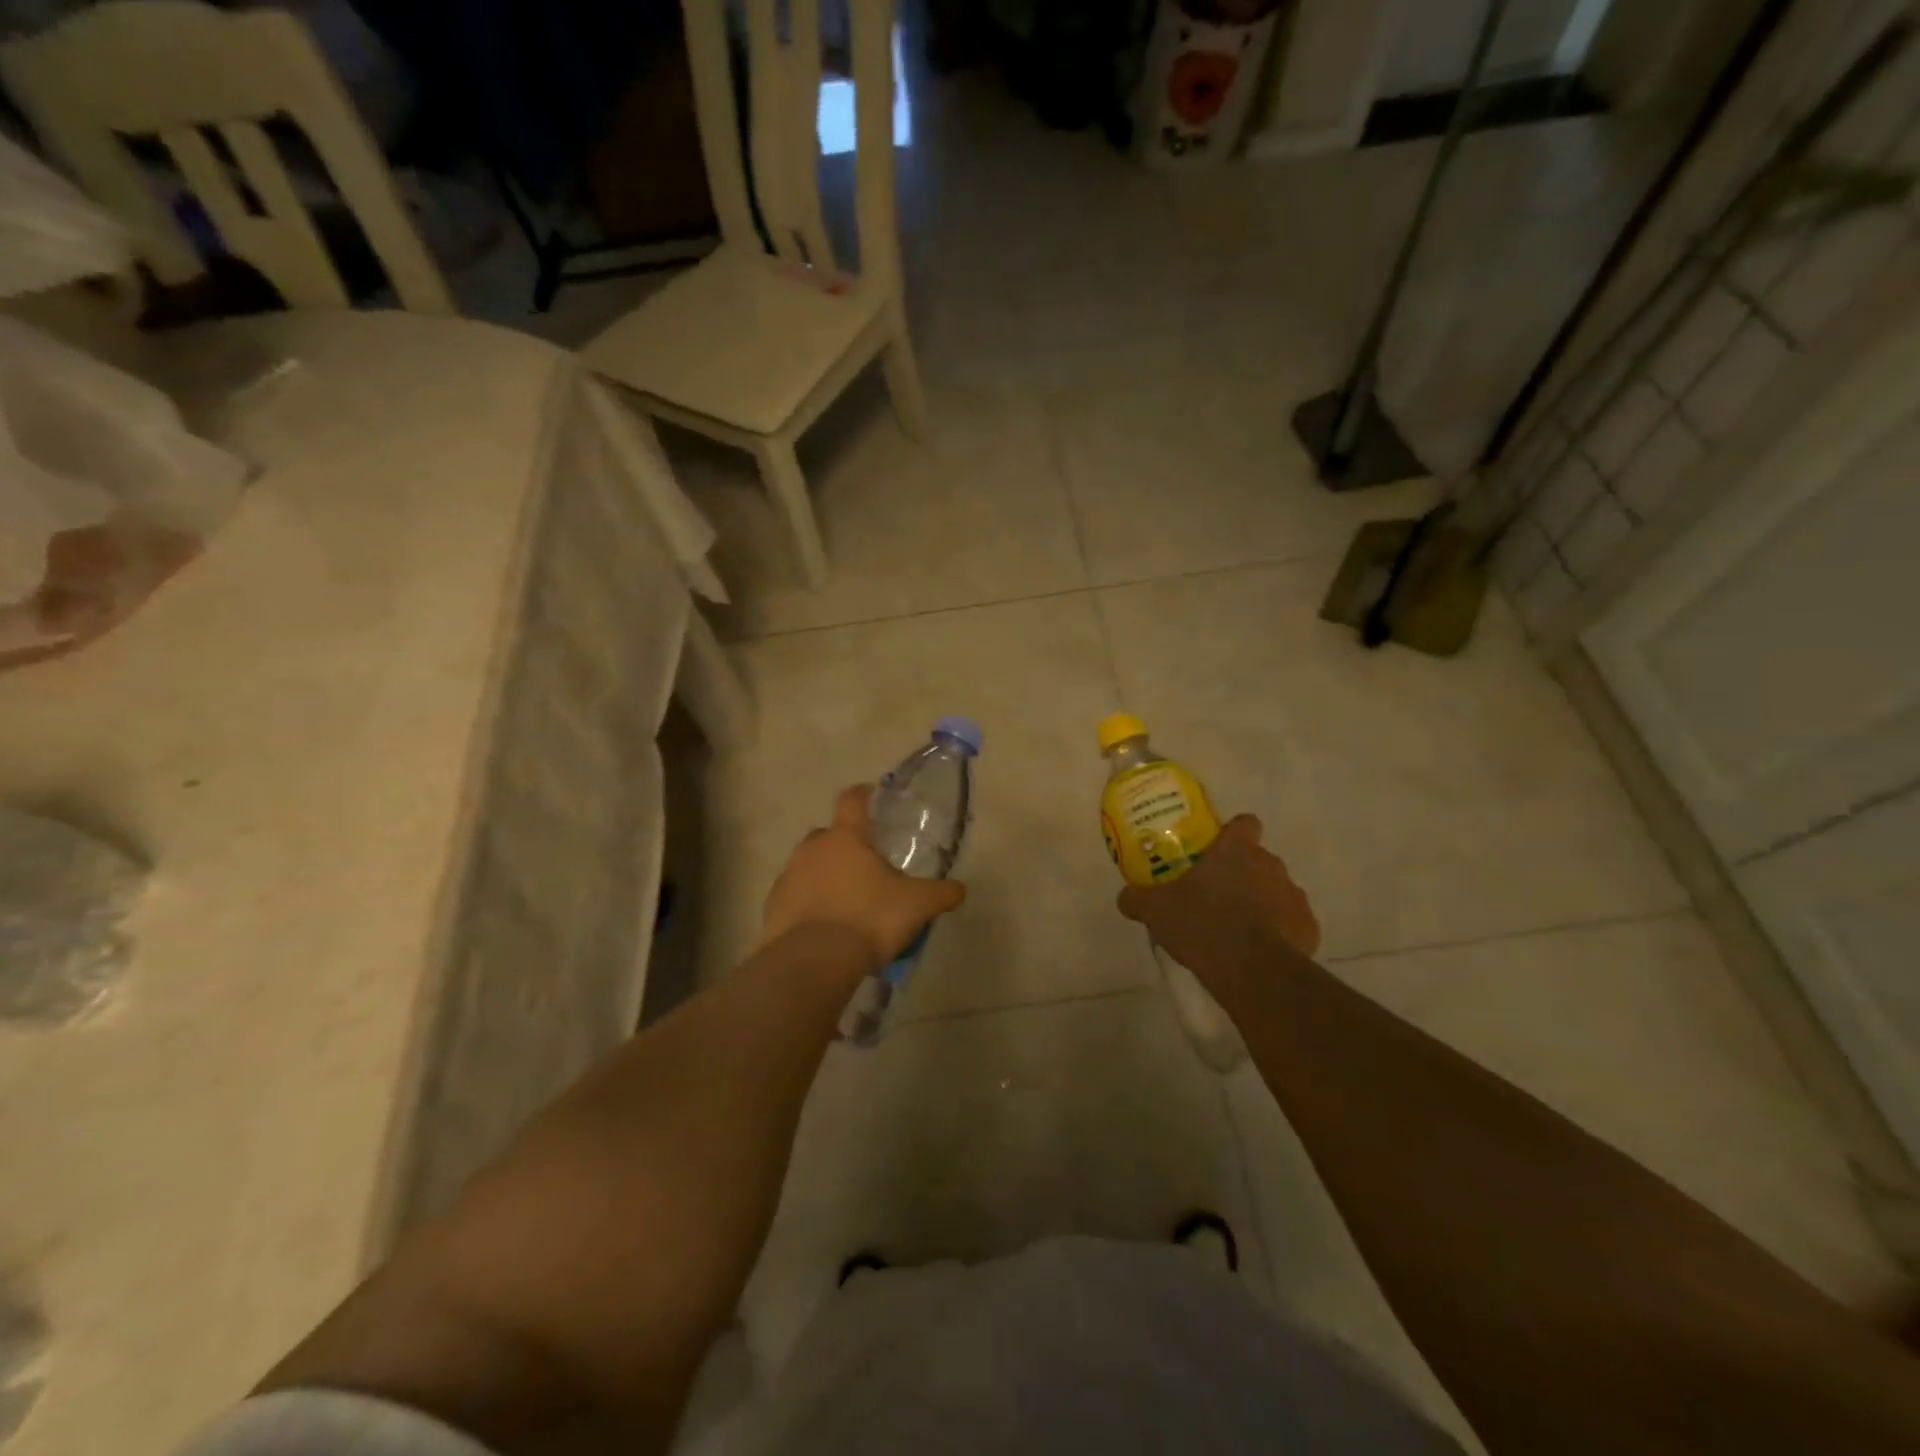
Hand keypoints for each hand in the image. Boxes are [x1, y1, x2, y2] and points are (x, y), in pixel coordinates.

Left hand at [759, 785, 966, 974]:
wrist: (814, 960)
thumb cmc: (869, 918)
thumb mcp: (917, 905)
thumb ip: (941, 894)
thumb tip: (959, 890)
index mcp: (846, 837)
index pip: (852, 800)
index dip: (862, 794)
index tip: (871, 795)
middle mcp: (812, 849)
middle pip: (828, 835)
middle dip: (844, 844)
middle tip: (865, 865)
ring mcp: (788, 876)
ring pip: (809, 865)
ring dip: (824, 875)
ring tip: (846, 901)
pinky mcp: (773, 907)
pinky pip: (794, 896)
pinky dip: (808, 903)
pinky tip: (824, 925)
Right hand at [1117, 815, 1319, 983]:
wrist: (1252, 970)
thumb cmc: (1202, 925)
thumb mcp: (1156, 910)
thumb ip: (1138, 898)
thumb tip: (1126, 897)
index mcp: (1237, 851)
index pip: (1245, 823)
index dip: (1233, 834)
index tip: (1218, 850)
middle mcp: (1271, 865)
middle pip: (1258, 860)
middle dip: (1241, 874)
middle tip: (1215, 896)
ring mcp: (1294, 896)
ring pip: (1276, 891)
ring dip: (1260, 903)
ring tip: (1236, 929)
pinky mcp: (1309, 928)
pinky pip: (1290, 923)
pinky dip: (1277, 933)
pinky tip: (1257, 952)